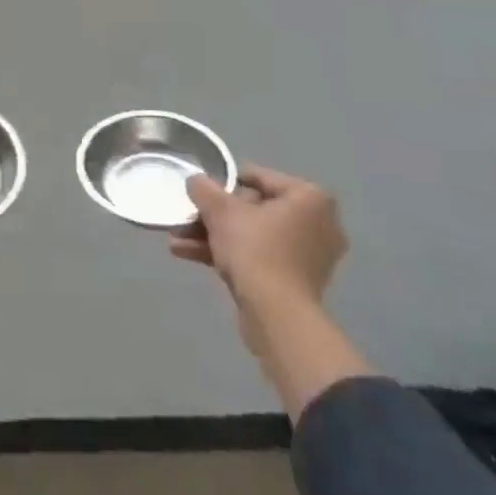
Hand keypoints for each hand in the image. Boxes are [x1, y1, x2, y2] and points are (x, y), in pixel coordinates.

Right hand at [172, 166, 366, 411]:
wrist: (277, 317)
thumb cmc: (256, 250)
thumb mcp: (220, 210)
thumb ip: (204, 189)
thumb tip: (195, 180)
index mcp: (309, 198)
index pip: (259, 177)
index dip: (225, 181)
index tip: (201, 190)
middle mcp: (317, 223)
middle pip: (254, 209)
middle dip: (215, 216)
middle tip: (187, 217)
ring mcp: (308, 256)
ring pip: (252, 235)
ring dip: (214, 236)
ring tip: (178, 239)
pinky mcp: (296, 283)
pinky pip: (259, 257)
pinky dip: (228, 255)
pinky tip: (187, 254)